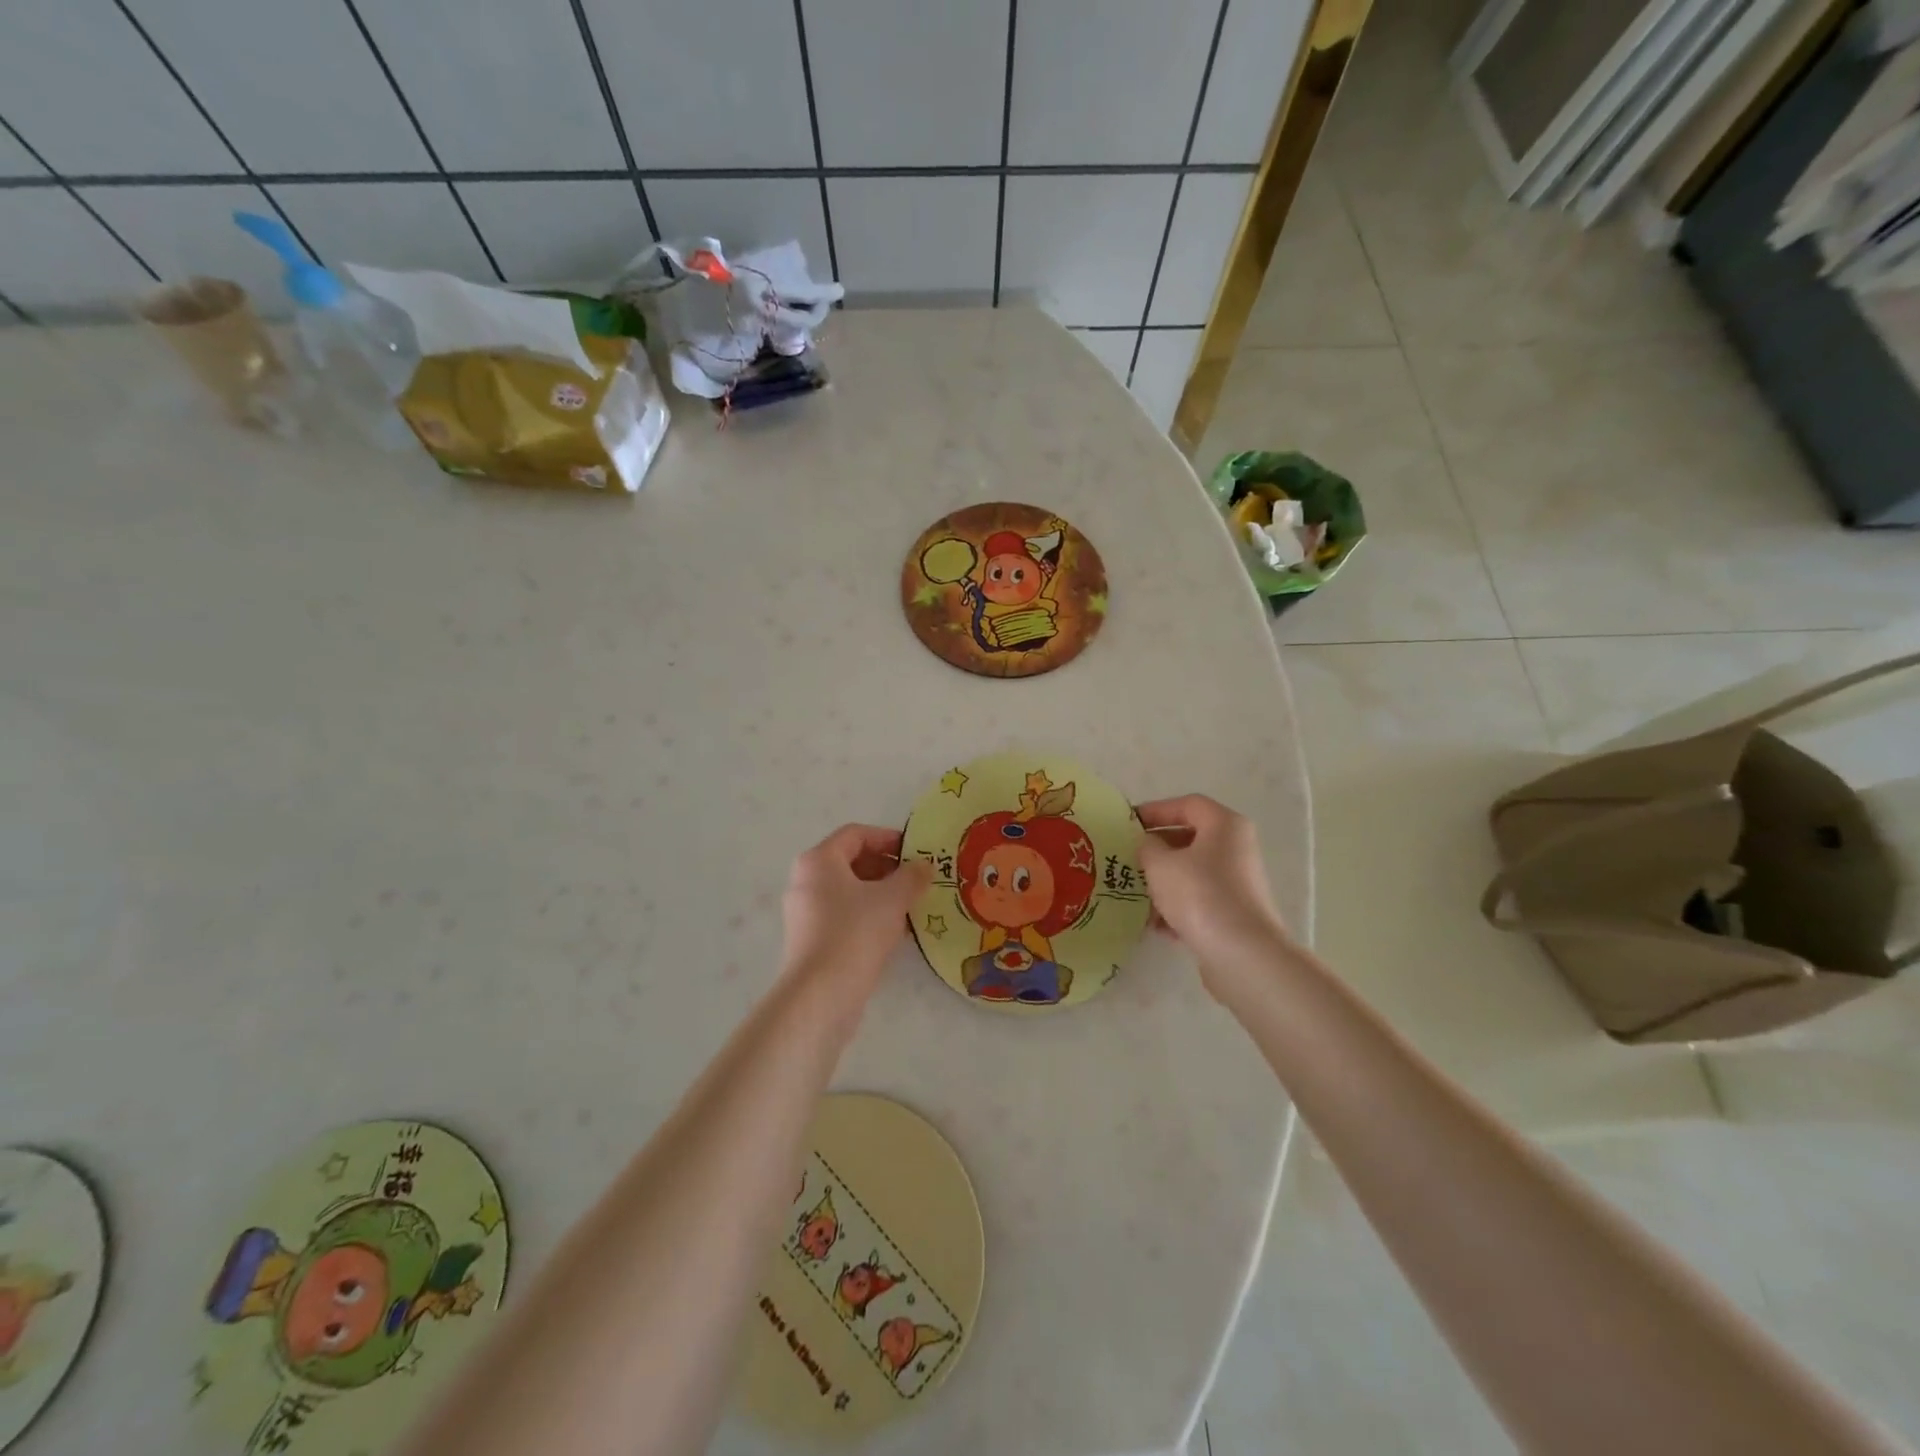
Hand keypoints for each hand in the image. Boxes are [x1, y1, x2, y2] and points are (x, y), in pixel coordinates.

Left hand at [780, 825, 933, 993]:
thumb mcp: (893, 899)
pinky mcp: (810, 940)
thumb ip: (912, 876)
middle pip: (850, 862)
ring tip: (911, 906)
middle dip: (887, 868)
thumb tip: (924, 865)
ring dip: (880, 894)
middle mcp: (806, 881)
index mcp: (819, 860)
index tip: (916, 852)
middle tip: (916, 879)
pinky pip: (843, 916)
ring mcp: (805, 913)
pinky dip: (868, 916)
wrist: (821, 995)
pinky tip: (894, 932)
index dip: (888, 837)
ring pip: (848, 892)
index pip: (856, 834)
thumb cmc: (855, 932)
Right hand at [1136, 795, 1292, 992]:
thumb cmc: (1200, 894)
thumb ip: (1147, 847)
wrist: (1242, 954)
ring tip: (1135, 894)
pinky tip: (1155, 925)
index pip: (1187, 804)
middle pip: (1190, 838)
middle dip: (1156, 849)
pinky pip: (1199, 900)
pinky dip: (1177, 907)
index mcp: (1224, 825)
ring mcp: (1237, 882)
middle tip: (1128, 858)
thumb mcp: (1160, 864)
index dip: (1155, 810)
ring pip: (1192, 872)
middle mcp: (1236, 848)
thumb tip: (1148, 844)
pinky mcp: (1235, 913)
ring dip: (1163, 881)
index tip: (1128, 824)